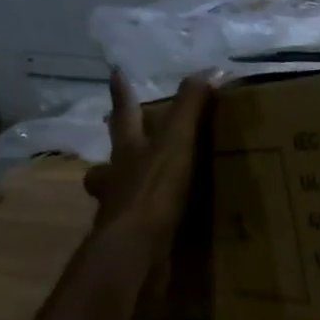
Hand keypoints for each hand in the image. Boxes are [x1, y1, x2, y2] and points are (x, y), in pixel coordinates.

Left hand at [82, 72, 213, 292]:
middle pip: (109, 160)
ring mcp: (121, 212)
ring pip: (117, 194)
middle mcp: (117, 179)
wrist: (136, 250)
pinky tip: (164, 226)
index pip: (125, 114)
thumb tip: (211, 70)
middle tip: (119, 146)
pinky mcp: (133, 241)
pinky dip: (148, 222)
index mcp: (128, 151)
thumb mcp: (176, 142)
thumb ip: (191, 107)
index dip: (122, 94)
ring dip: (126, 189)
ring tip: (144, 189)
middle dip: (114, 152)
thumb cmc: (153, 190)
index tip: (115, 73)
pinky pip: (139, 225)